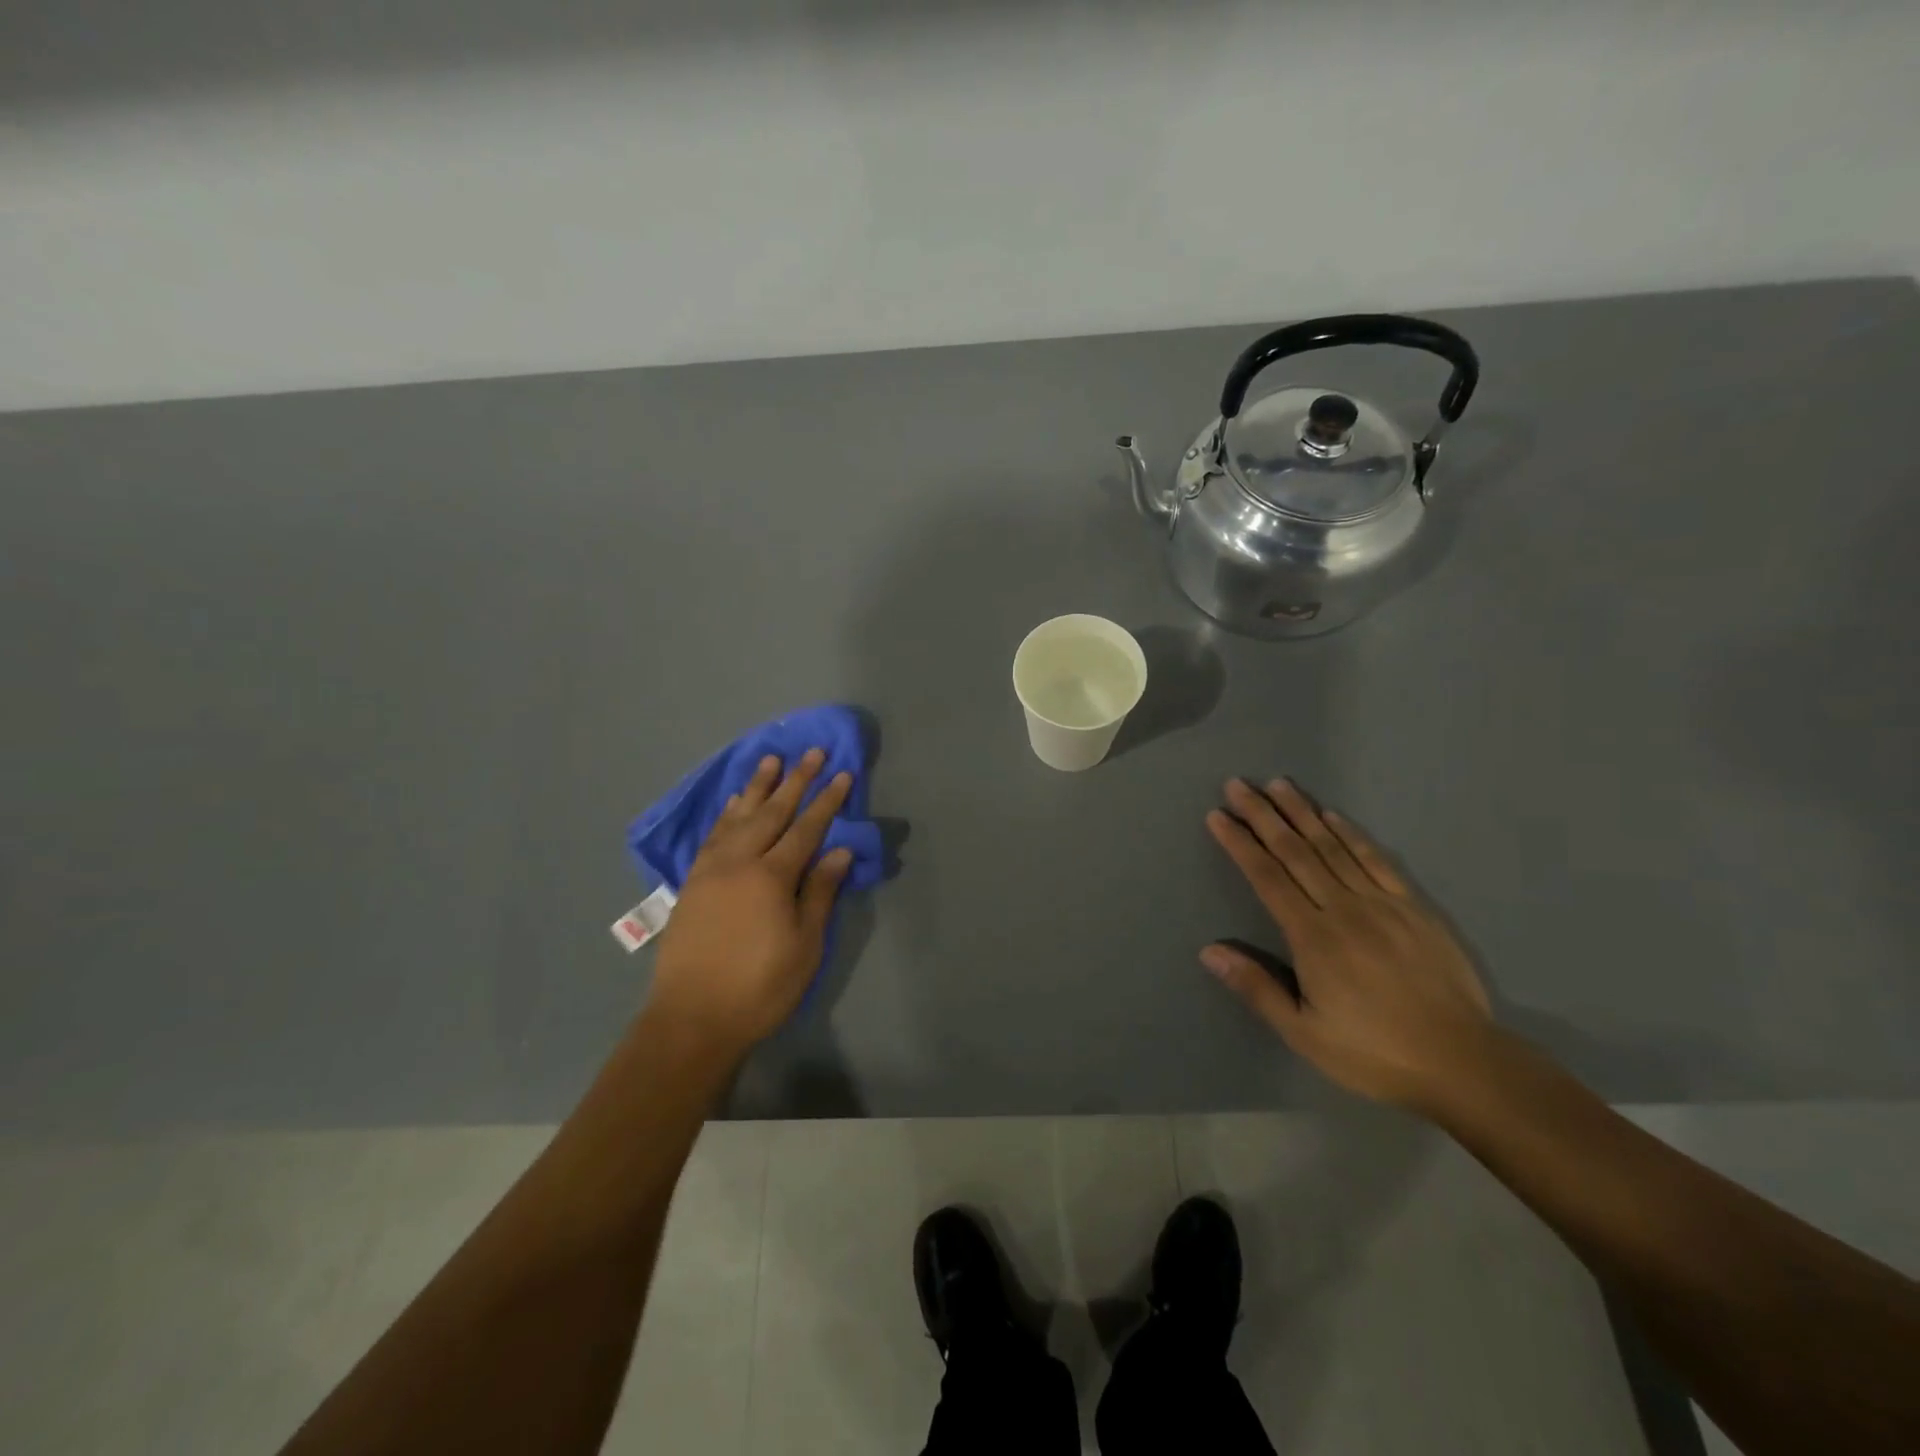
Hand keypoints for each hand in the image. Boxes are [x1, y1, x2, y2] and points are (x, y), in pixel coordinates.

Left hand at [643, 749, 853, 1061]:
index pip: (807, 829)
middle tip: (812, 752)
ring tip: (770, 760)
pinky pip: (714, 835)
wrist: (692, 1019)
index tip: (842, 774)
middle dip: (796, 780)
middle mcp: (740, 862)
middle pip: (773, 812)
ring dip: (757, 787)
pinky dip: (727, 814)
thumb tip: (839, 852)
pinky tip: (735, 803)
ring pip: (739, 817)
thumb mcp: (804, 946)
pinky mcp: (693, 882)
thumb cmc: (760, 987)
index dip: (827, 801)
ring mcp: (712, 869)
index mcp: (772, 877)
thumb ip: (820, 893)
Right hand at [1202, 778, 1493, 1112]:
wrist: (1464, 1064)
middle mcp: (1343, 909)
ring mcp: (1382, 904)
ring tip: (1278, 785)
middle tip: (1238, 784)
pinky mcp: (1414, 907)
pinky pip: (1376, 860)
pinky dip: (1351, 834)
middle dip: (1263, 816)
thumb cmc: (1373, 1053)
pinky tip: (1332, 815)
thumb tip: (1209, 951)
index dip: (1239, 844)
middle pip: (1295, 852)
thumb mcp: (1304, 1033)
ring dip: (1301, 813)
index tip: (1218, 815)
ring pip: (1333, 847)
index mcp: (1313, 938)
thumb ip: (1256, 988)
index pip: (1267, 877)